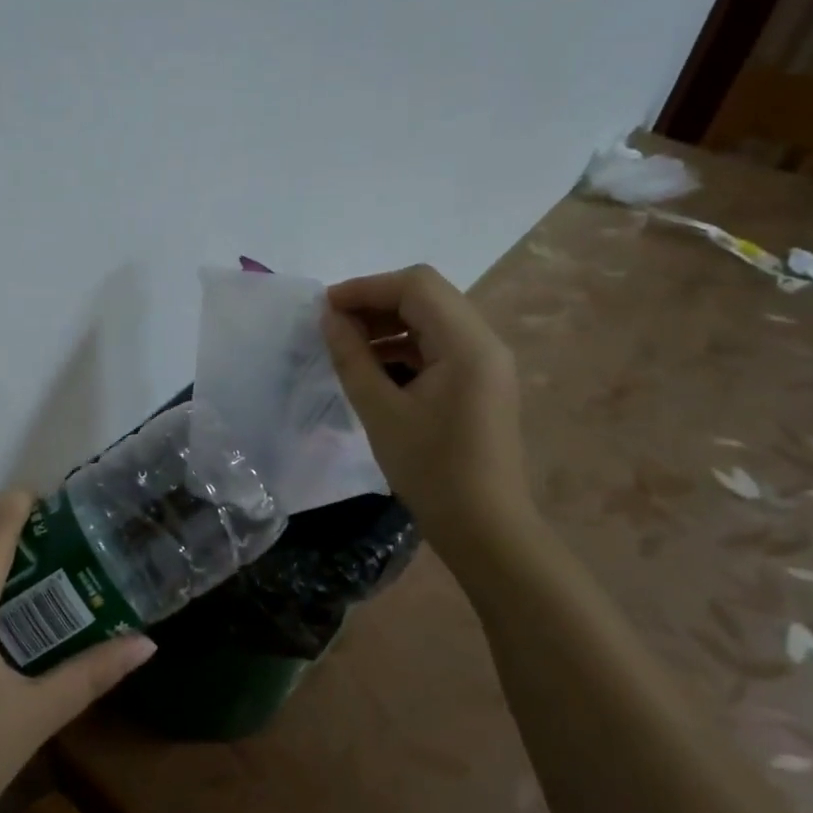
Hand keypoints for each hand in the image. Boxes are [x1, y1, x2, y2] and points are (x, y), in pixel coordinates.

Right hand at [322, 265, 531, 552]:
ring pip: (432, 320)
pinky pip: (439, 347)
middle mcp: (484, 342)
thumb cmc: (431, 469)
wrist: (484, 527)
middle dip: (376, 303)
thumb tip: (329, 318)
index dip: (366, 287)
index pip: (416, 285)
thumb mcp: (381, 411)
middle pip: (427, 296)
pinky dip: (404, 347)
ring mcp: (486, 363)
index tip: (325, 308)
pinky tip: (375, 369)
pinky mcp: (480, 383)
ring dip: (389, 324)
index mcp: (467, 344)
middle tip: (333, 326)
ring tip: (347, 347)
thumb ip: (352, 357)